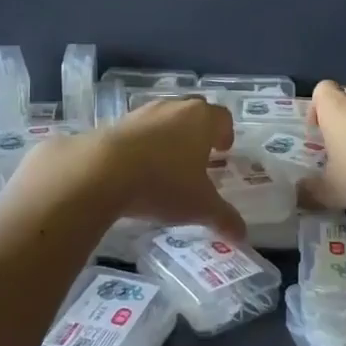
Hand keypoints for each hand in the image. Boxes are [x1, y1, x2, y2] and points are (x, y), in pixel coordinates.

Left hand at [48, 97, 246, 239]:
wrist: (102, 171)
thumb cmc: (163, 183)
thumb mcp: (199, 206)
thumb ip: (224, 218)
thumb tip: (243, 237)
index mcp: (201, 119)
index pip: (222, 117)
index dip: (225, 133)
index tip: (223, 150)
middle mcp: (174, 108)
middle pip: (194, 112)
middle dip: (199, 131)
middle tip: (199, 155)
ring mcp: (143, 112)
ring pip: (164, 118)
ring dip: (169, 135)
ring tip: (167, 163)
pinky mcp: (116, 122)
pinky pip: (138, 129)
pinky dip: (143, 143)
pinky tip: (138, 168)